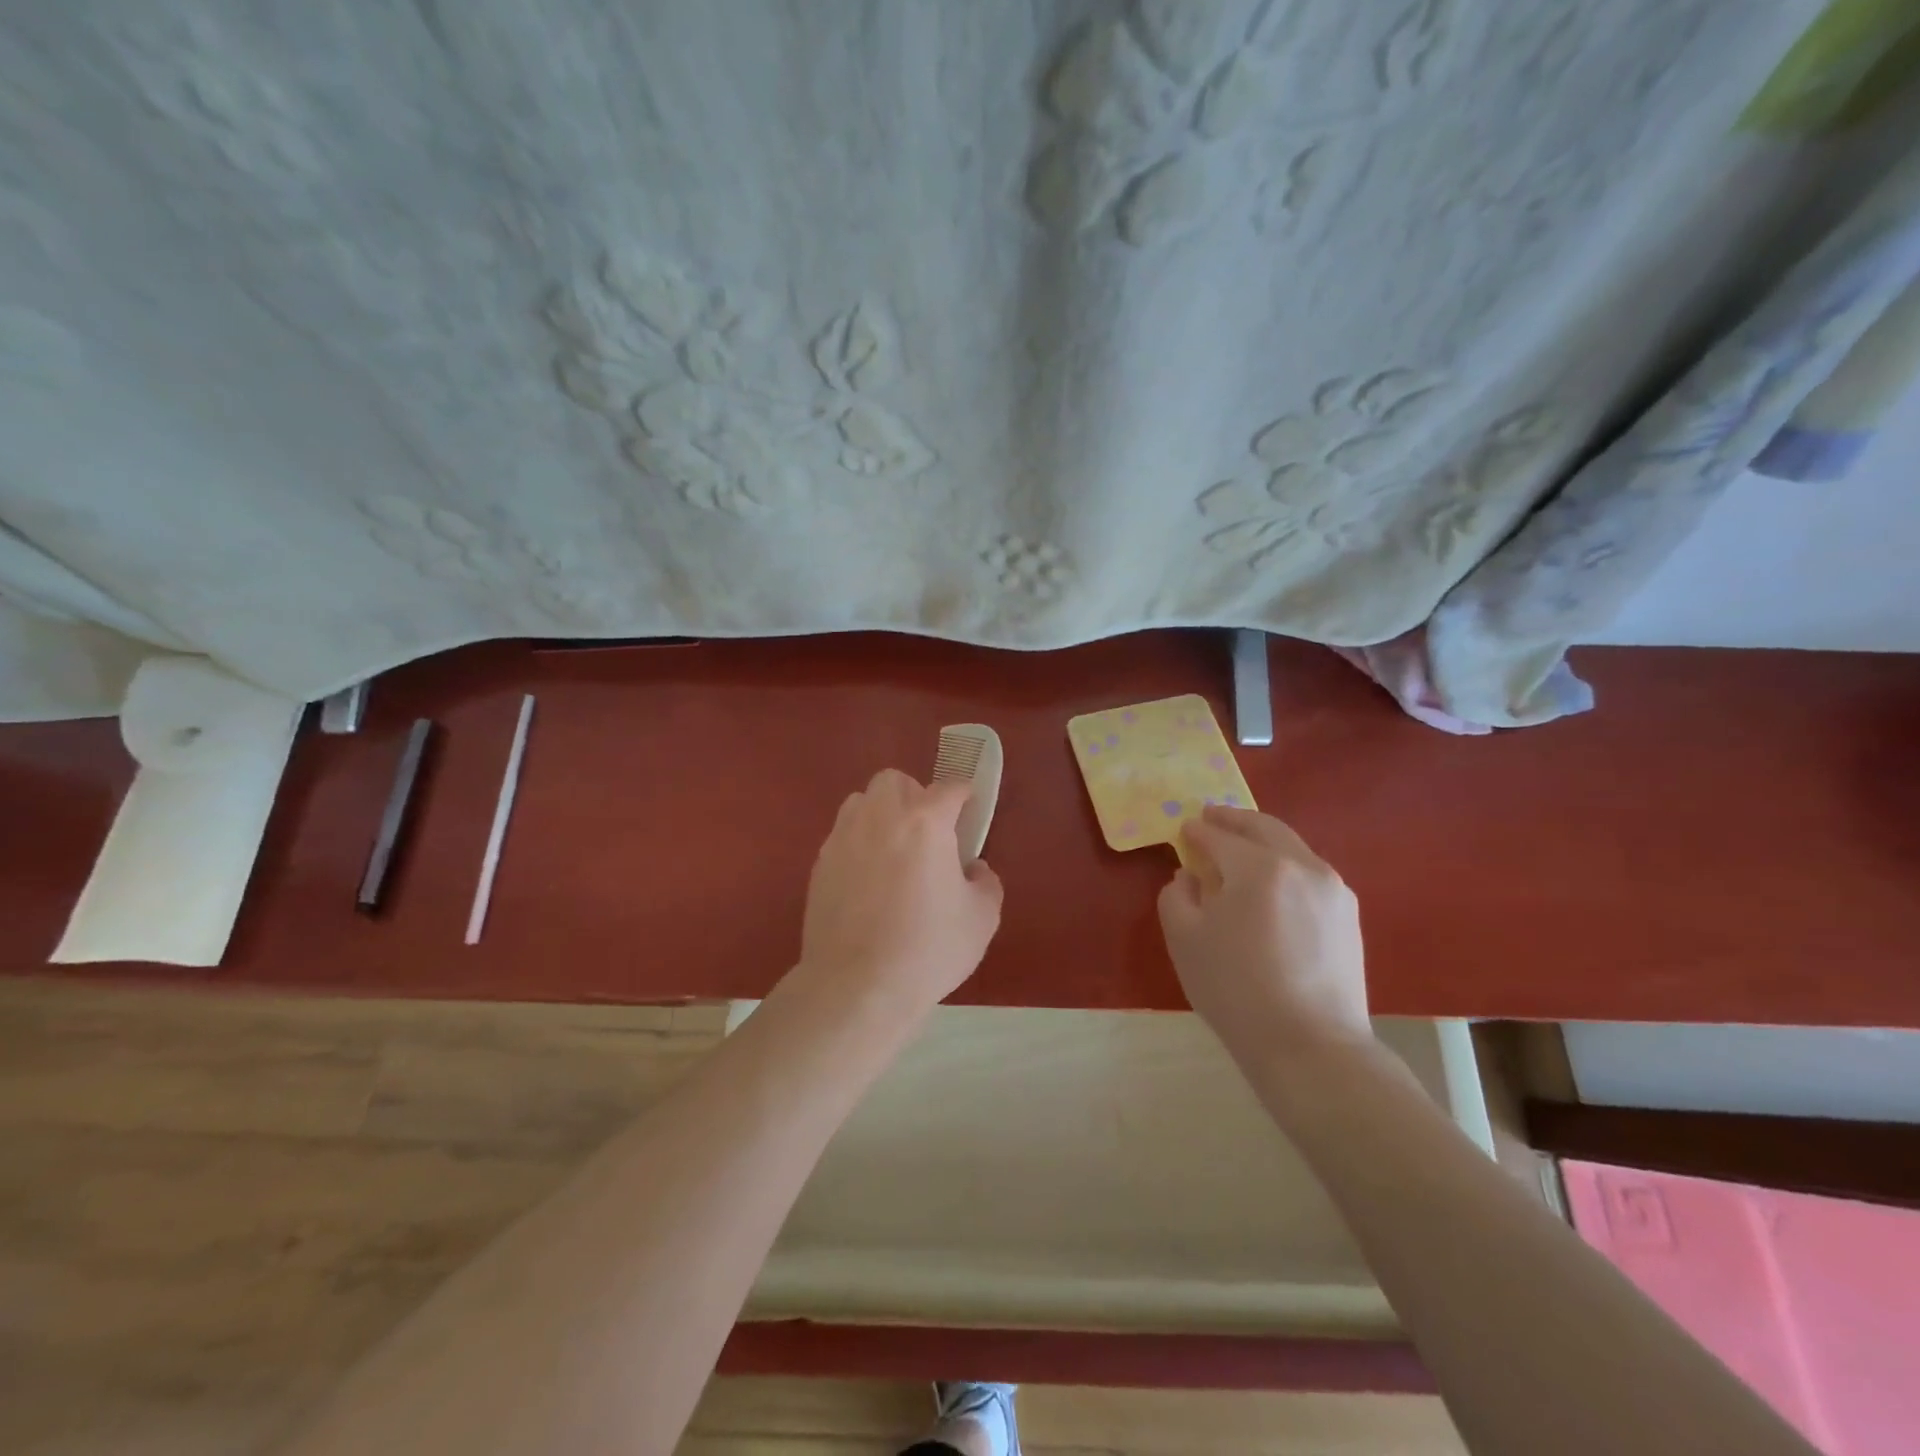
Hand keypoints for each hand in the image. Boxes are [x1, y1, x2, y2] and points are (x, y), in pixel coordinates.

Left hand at [793, 768, 1003, 1020]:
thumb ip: (986, 883)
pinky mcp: (820, 864)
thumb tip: (973, 869)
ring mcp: (844, 838)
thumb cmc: (928, 949)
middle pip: (895, 781)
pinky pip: (843, 835)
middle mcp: (881, 817)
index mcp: (925, 822)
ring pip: (861, 801)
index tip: (969, 810)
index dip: (964, 796)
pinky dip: (859, 843)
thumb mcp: (981, 919)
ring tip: (894, 849)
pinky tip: (868, 880)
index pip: (949, 789)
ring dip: (881, 813)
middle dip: (914, 795)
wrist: (857, 986)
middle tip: (928, 831)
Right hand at [1158, 805, 1371, 1060]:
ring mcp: (1332, 889)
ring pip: (1292, 847)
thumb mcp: (1184, 939)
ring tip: (1240, 850)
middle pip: (1264, 828)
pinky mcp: (1349, 915)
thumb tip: (1190, 877)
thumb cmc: (1236, 989)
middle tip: (1211, 818)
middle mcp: (1301, 865)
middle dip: (1234, 820)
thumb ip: (1177, 896)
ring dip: (1262, 840)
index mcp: (1258, 867)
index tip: (1183, 829)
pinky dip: (1284, 864)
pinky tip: (1271, 884)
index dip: (1197, 831)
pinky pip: (1309, 873)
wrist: (1311, 1046)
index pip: (1220, 837)